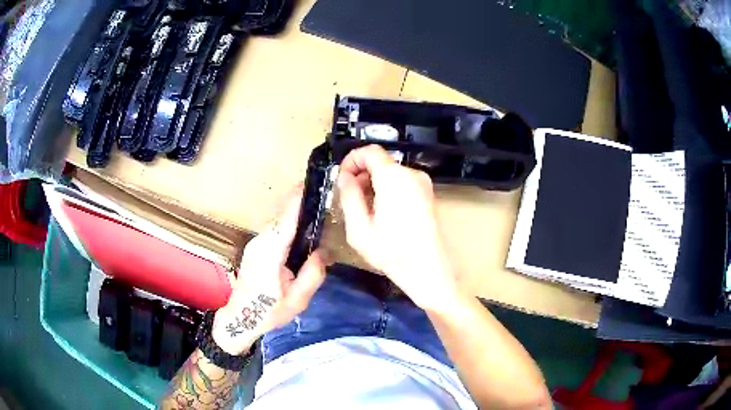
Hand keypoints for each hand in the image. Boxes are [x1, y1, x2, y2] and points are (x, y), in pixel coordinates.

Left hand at [212, 187, 328, 355]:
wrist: (240, 318)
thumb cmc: (269, 311)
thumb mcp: (298, 299)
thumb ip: (313, 274)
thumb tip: (323, 251)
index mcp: (270, 254)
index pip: (286, 220)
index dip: (297, 201)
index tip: (309, 184)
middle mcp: (260, 242)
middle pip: (283, 219)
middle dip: (301, 209)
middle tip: (324, 206)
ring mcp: (255, 244)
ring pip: (278, 225)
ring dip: (294, 220)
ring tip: (315, 220)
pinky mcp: (254, 247)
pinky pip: (274, 232)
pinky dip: (287, 229)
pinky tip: (299, 237)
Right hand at [337, 145, 460, 312]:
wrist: (429, 271)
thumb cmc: (392, 252)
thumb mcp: (360, 228)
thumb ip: (349, 197)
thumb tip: (344, 177)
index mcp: (394, 177)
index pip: (370, 151)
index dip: (351, 160)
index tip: (341, 179)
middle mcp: (412, 174)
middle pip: (380, 162)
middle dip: (361, 175)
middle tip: (349, 200)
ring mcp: (423, 184)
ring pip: (390, 173)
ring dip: (373, 185)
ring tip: (364, 212)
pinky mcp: (428, 195)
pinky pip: (402, 183)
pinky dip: (387, 191)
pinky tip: (381, 215)